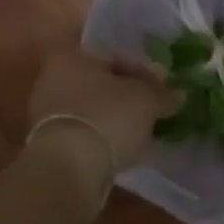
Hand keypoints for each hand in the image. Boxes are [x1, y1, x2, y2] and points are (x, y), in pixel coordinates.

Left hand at [28, 50, 179, 173]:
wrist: (68, 167)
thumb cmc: (107, 118)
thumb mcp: (146, 101)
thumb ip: (163, 94)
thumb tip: (178, 95)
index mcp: (70, 56)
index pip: (115, 57)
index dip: (146, 72)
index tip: (166, 90)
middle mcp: (51, 78)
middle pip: (101, 84)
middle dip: (129, 96)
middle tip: (155, 111)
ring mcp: (45, 112)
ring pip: (92, 109)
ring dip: (116, 118)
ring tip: (142, 133)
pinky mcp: (47, 143)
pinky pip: (84, 132)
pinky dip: (103, 137)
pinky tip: (123, 150)